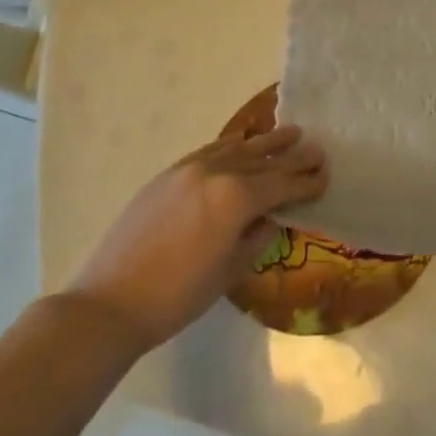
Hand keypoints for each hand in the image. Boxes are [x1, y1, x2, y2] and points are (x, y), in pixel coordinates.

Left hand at [63, 124, 327, 352]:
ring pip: (240, 148)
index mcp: (237, 198)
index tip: (326, 177)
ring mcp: (191, 168)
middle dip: (294, 157)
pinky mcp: (170, 173)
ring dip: (268, 142)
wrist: (110, 303)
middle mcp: (218, 172)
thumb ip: (258, 236)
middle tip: (318, 151)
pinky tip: (242, 142)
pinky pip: (211, 150)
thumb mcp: (230, 271)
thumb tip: (273, 217)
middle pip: (265, 161)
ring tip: (292, 132)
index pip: (282, 185)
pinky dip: (232, 145)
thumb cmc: (178, 297)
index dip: (307, 182)